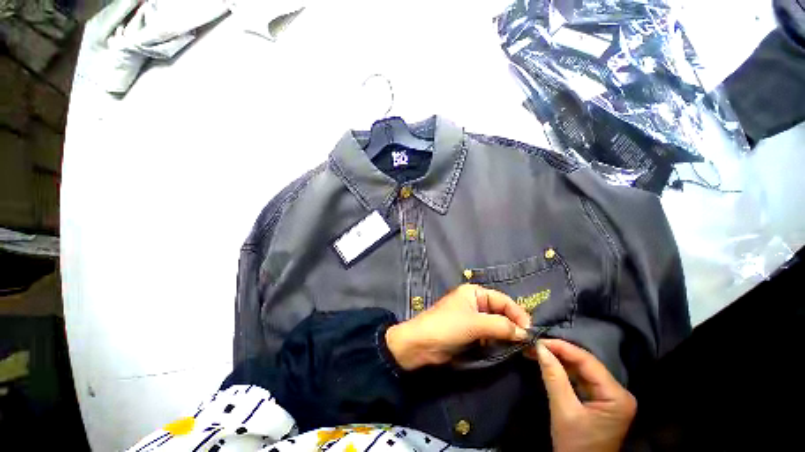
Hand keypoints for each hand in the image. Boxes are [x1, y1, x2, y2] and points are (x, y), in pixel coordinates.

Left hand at [385, 284, 530, 370]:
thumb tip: (526, 333)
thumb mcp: (475, 324)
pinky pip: (489, 335)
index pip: (503, 300)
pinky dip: (498, 342)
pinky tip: (506, 350)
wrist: (422, 344)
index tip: (531, 331)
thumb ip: (502, 326)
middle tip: (530, 343)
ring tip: (522, 349)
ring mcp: (472, 318)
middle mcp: (475, 303)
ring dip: (507, 336)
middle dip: (514, 326)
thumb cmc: (447, 326)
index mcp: (474, 293)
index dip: (518, 314)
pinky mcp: (470, 333)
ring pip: (496, 325)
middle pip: (501, 312)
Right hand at [526, 339, 636, 451]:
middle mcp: (618, 392)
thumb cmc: (576, 445)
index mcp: (617, 396)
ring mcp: (610, 395)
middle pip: (586, 364)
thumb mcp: (563, 411)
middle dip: (559, 352)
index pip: (588, 362)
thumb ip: (554, 377)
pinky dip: (563, 370)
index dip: (562, 347)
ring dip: (558, 359)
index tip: (539, 340)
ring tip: (537, 350)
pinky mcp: (600, 399)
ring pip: (581, 369)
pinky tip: (548, 362)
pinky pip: (580, 378)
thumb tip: (539, 347)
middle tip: (535, 344)